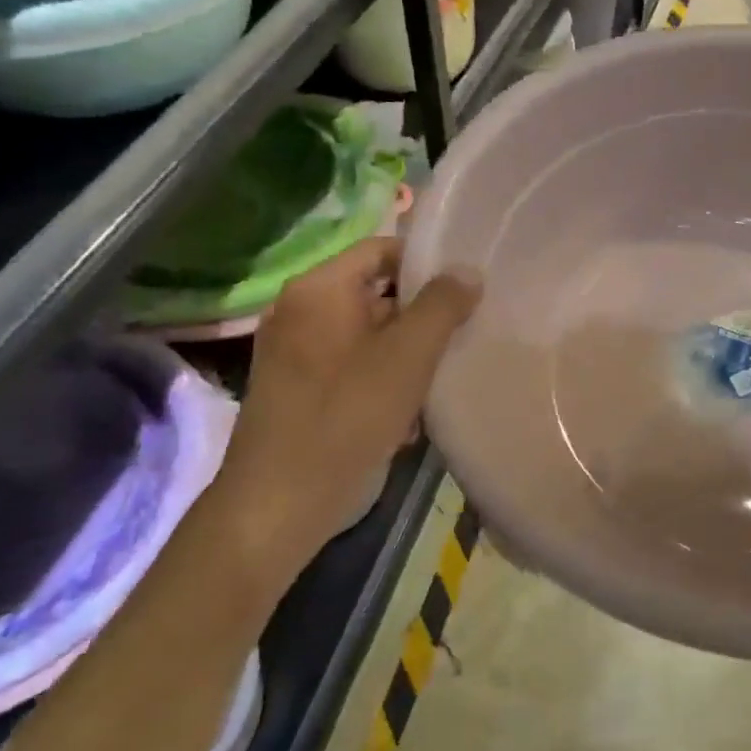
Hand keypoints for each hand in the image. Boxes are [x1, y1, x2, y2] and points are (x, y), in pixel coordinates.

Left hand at [212, 237, 478, 578]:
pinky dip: (384, 373)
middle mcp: (300, 310)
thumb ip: (442, 306)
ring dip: (407, 348)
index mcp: (319, 289)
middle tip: (467, 327)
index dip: (427, 261)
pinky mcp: (301, 386)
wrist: (282, 501)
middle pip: (375, 290)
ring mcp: (296, 351)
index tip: (468, 285)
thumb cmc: (348, 415)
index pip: (381, 249)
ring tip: (446, 369)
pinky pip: (353, 362)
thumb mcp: (408, 355)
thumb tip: (468, 271)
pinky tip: (412, 406)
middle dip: (422, 311)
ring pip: (369, 331)